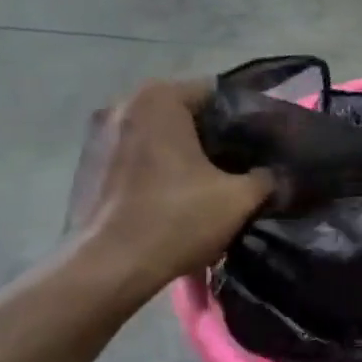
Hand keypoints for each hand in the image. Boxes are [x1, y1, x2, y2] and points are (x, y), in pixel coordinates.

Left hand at [67, 79, 271, 296]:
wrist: (108, 268)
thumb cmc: (175, 220)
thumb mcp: (239, 199)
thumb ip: (266, 177)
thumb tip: (275, 174)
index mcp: (159, 99)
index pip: (216, 93)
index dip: (245, 119)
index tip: (262, 145)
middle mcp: (124, 104)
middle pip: (184, 113)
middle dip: (213, 136)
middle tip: (242, 164)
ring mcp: (98, 134)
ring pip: (158, 134)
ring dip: (183, 152)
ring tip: (209, 182)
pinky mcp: (86, 164)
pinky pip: (135, 155)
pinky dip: (156, 167)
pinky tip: (173, 196)